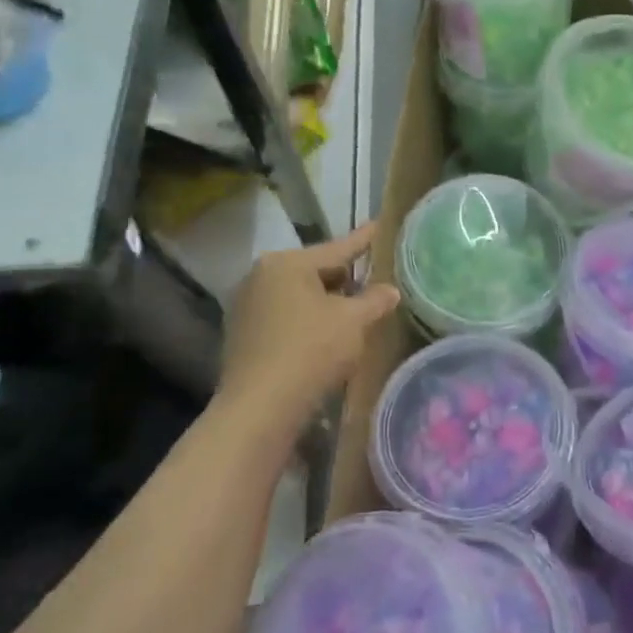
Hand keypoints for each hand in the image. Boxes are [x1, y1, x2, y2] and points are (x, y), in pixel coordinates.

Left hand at [218, 223, 401, 416]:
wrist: (261, 406)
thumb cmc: (312, 350)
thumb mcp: (354, 321)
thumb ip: (375, 300)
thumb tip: (390, 290)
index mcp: (287, 263)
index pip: (337, 248)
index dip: (364, 240)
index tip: (380, 225)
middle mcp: (260, 276)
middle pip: (315, 271)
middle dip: (346, 278)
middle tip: (374, 280)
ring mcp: (247, 306)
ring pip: (300, 296)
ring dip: (326, 302)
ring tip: (355, 311)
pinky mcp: (243, 335)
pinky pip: (286, 317)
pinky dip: (308, 321)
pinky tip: (326, 337)